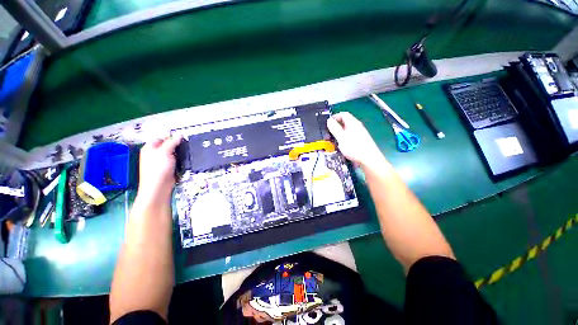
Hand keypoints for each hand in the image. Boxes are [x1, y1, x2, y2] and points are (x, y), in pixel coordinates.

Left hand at [136, 136, 181, 203]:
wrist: (159, 187)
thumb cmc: (158, 168)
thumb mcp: (165, 152)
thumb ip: (172, 142)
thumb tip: (179, 135)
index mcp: (149, 148)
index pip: (160, 137)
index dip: (170, 136)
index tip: (181, 138)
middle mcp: (154, 154)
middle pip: (167, 145)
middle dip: (176, 145)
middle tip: (185, 145)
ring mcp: (161, 162)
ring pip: (172, 153)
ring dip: (179, 153)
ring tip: (185, 153)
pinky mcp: (167, 168)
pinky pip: (175, 161)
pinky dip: (180, 160)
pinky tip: (184, 161)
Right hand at [327, 112, 384, 166]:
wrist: (369, 160)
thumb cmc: (355, 148)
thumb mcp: (342, 137)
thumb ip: (335, 128)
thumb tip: (329, 120)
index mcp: (353, 123)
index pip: (343, 114)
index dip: (335, 117)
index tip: (328, 123)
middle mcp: (357, 127)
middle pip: (344, 123)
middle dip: (335, 127)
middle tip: (328, 134)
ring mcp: (359, 134)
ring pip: (346, 131)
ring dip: (338, 134)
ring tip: (333, 141)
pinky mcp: (359, 142)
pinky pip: (349, 137)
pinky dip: (343, 140)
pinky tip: (340, 146)